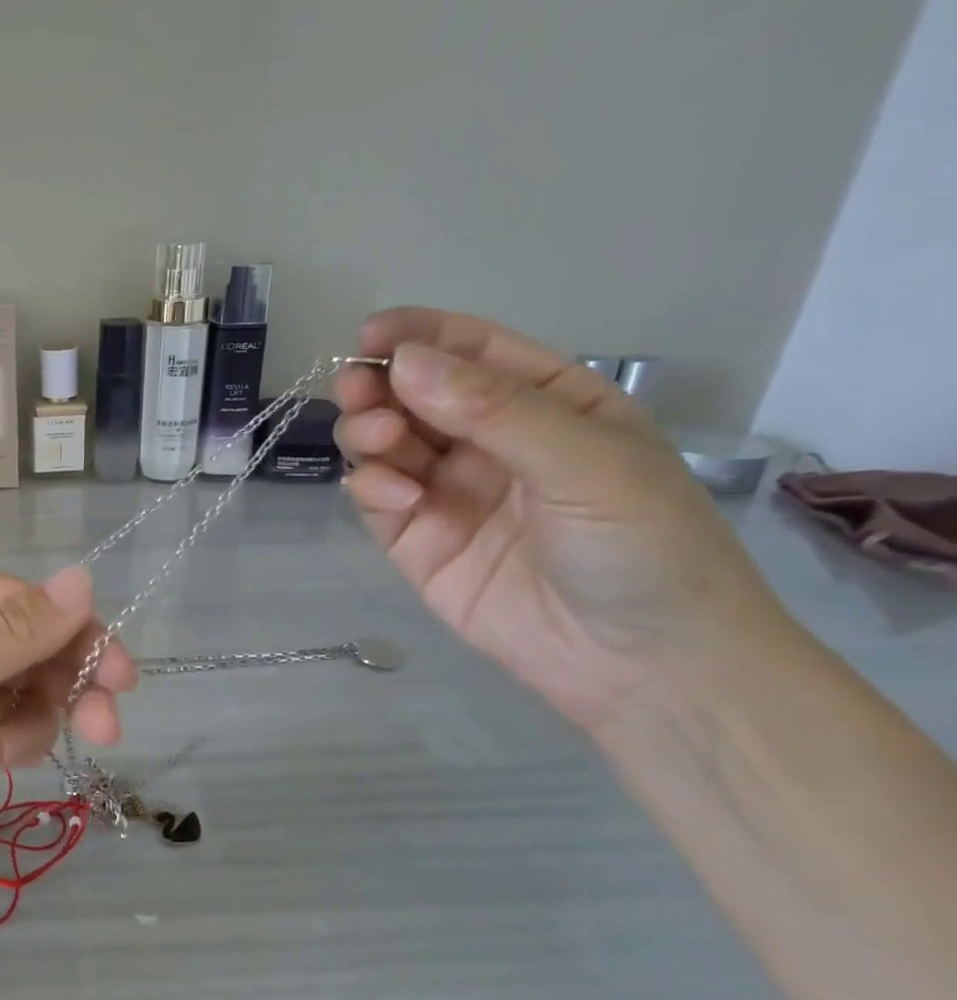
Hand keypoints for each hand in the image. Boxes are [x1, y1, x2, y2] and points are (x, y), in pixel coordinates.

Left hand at [0, 567, 135, 919]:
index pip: (19, 601)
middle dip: (67, 679)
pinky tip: (5, 763)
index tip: (121, 677)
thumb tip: (85, 579)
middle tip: (106, 726)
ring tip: (17, 753)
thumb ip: (6, 633)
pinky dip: (15, 741)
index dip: (74, 631)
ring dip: (37, 716)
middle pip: (27, 646)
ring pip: (19, 690)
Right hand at [335, 308, 789, 732]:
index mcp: (546, 403)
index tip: (371, 334)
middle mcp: (488, 441)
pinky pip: (377, 497)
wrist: (642, 664)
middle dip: (379, 386)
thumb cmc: (642, 545)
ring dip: (368, 432)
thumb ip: (492, 409)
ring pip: (384, 442)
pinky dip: (371, 487)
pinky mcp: (415, 540)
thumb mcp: (585, 461)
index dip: (419, 335)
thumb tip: (403, 361)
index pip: (472, 351)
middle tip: (358, 392)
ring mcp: (447, 491)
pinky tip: (395, 498)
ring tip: (378, 444)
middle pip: (413, 394)